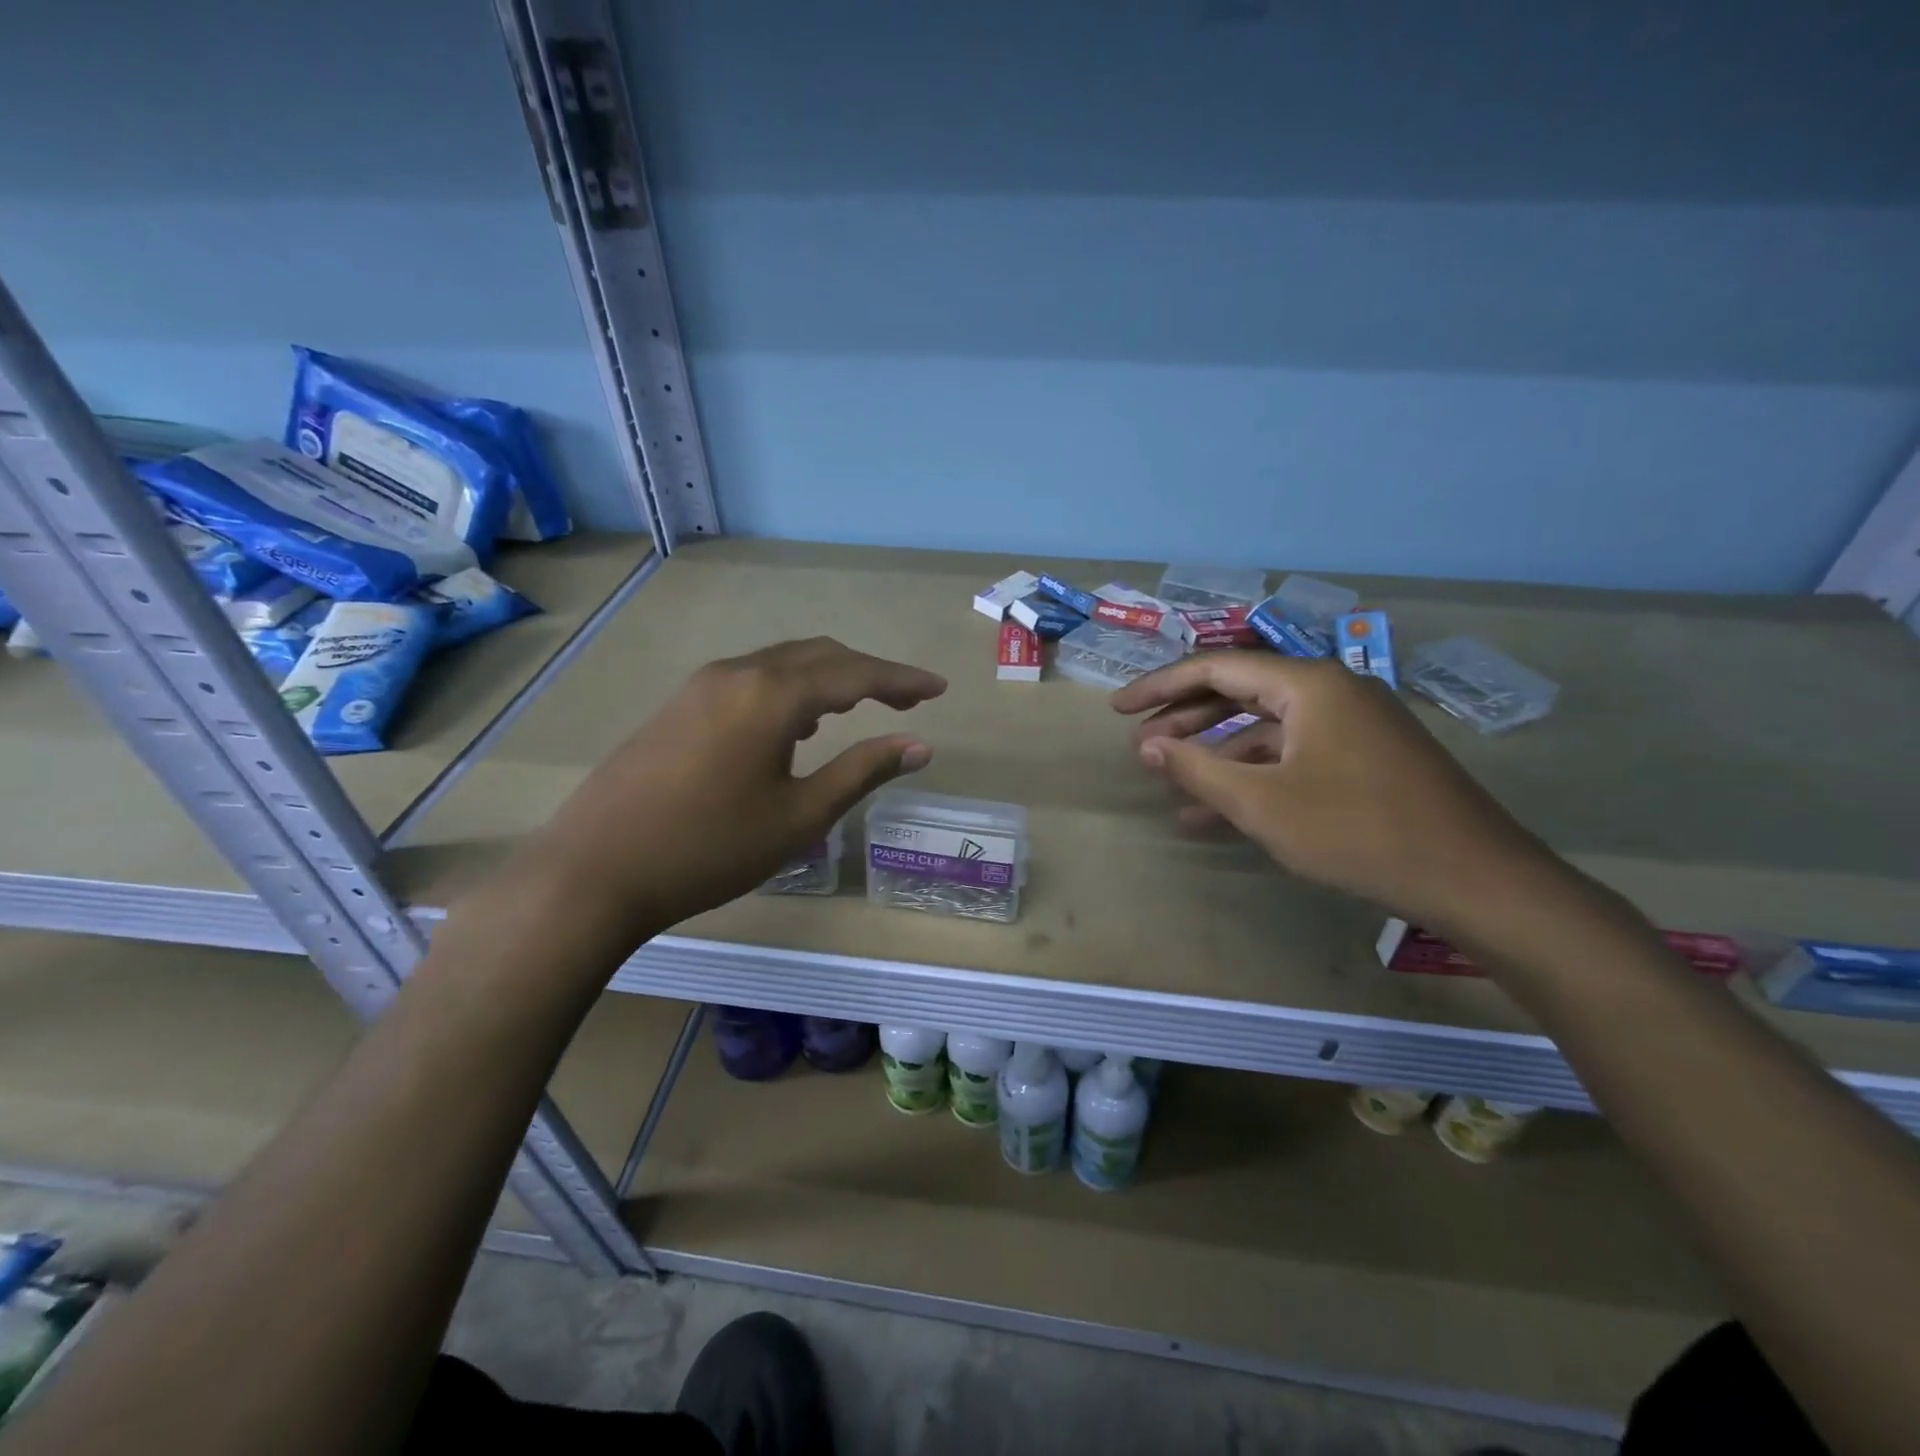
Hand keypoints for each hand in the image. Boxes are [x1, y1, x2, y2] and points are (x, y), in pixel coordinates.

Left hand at [527, 638, 945, 942]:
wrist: (595, 870)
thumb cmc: (710, 848)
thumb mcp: (800, 816)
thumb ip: (862, 772)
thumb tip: (919, 746)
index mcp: (772, 695)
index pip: (855, 674)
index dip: (902, 680)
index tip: (938, 688)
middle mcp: (737, 673)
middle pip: (818, 656)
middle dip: (868, 673)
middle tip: (906, 700)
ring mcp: (701, 686)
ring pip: (781, 664)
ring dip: (827, 678)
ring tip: (857, 709)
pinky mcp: (678, 705)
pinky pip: (751, 679)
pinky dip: (789, 689)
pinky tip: (795, 725)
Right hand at [1110, 652, 1556, 937]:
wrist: (1476, 880)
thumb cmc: (1357, 832)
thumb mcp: (1261, 803)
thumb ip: (1196, 768)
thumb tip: (1146, 745)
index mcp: (1308, 685)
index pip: (1216, 669)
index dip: (1160, 687)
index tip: (1117, 709)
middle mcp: (1332, 692)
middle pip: (1241, 694)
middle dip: (1186, 720)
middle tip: (1139, 744)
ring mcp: (1354, 726)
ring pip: (1267, 731)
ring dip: (1218, 758)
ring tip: (1171, 790)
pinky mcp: (1367, 759)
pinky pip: (1295, 757)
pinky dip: (1256, 778)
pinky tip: (1221, 815)